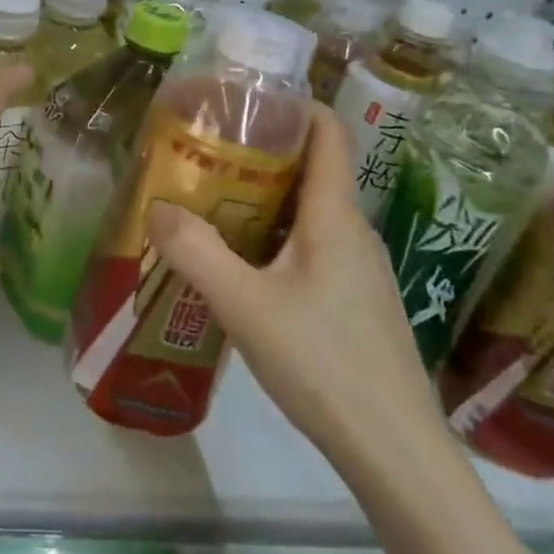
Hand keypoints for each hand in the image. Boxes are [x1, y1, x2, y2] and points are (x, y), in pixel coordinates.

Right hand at [145, 105, 441, 468]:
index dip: (293, 104)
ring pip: (310, 211)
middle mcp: (353, 231)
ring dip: (264, 198)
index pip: (328, 132)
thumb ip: (196, 252)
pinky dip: (276, 237)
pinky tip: (242, 266)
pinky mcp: (356, 301)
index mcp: (335, 216)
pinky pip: (313, 246)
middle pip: (312, 169)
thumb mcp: (245, 305)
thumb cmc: (324, 363)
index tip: (244, 99)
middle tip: (206, 154)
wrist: (396, 454)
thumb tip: (156, 207)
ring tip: (212, 204)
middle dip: (261, 152)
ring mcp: (360, 269)